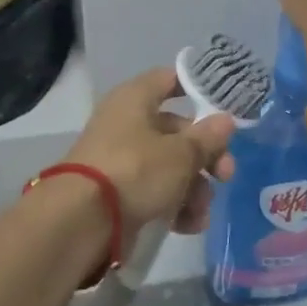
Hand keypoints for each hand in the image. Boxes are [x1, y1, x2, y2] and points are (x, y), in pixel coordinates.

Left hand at [64, 69, 235, 240]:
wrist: (81, 221)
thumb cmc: (135, 170)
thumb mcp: (180, 154)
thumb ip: (207, 138)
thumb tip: (225, 121)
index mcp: (135, 99)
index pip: (169, 80)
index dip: (197, 89)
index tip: (222, 110)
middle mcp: (126, 124)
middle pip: (176, 131)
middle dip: (205, 156)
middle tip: (225, 175)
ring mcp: (120, 160)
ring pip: (168, 166)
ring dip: (192, 189)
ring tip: (200, 213)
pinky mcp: (117, 192)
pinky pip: (153, 192)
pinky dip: (172, 206)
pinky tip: (187, 226)